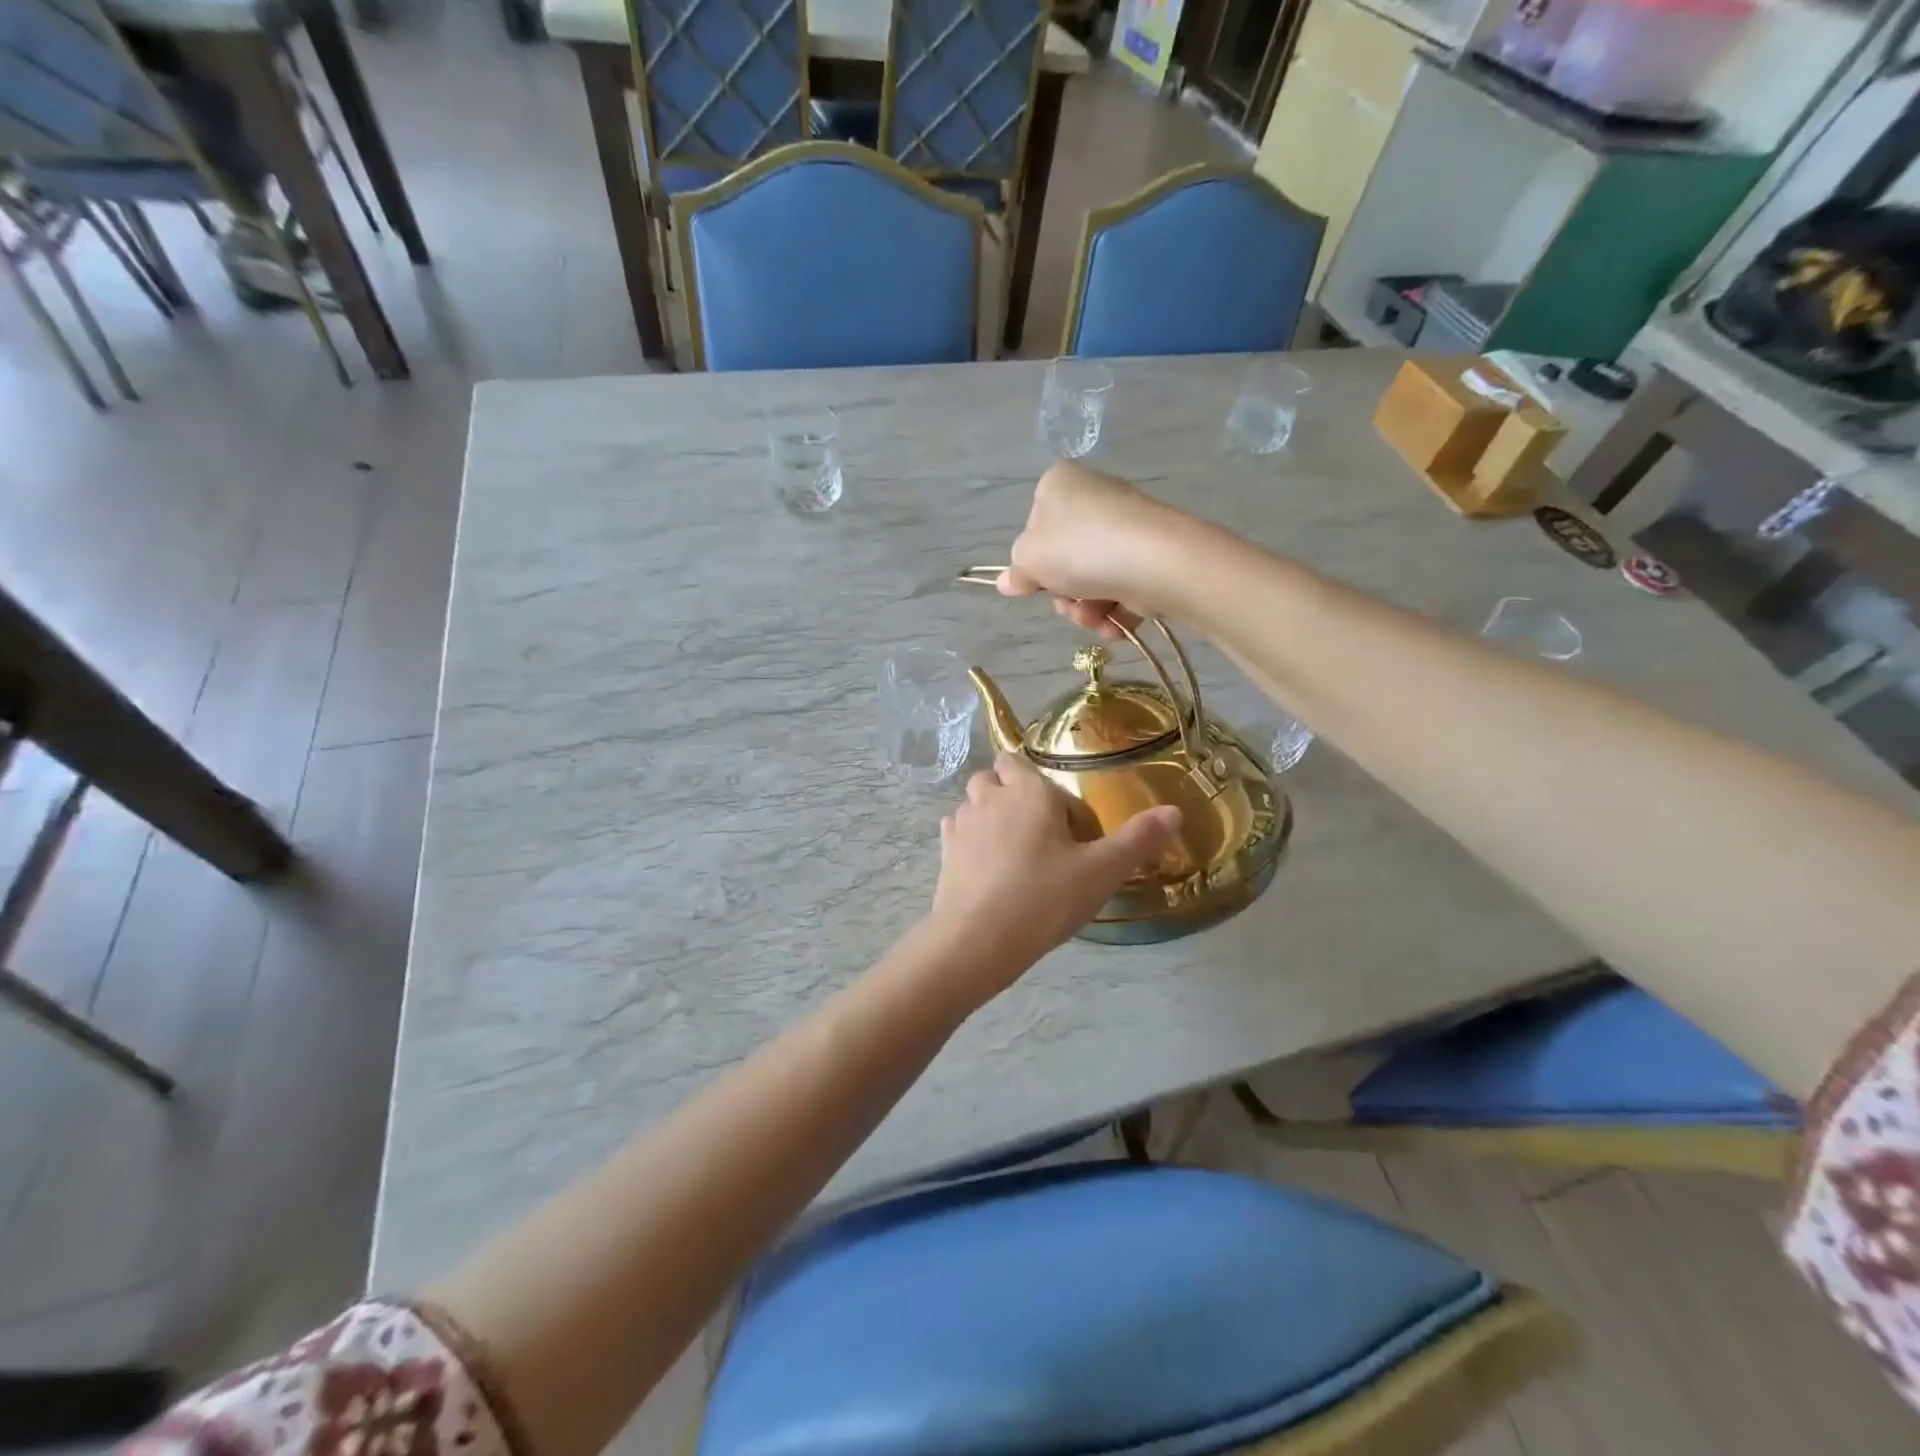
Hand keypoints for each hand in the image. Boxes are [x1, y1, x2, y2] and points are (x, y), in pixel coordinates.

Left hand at [927, 753, 1181, 997]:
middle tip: (1040, 834)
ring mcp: (962, 823)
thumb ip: (1138, 839)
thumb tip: (1175, 811)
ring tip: (1014, 854)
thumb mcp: (1102, 872)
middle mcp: (991, 797)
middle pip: (995, 776)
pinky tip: (988, 869)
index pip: (1027, 764)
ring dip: (990, 815)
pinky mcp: (945, 852)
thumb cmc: (1044, 899)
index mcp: (1029, 792)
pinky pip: (957, 830)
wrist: (978, 941)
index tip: (1069, 831)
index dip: (1049, 792)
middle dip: (1013, 792)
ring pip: (973, 801)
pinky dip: (971, 839)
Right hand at [996, 462, 1187, 639]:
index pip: (1034, 526)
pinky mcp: (1153, 553)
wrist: (1153, 561)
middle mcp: (1095, 497)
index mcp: (1059, 485)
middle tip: (1070, 604)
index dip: (1034, 562)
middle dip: (1065, 594)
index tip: (1037, 583)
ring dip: (1088, 609)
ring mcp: (1127, 526)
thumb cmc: (1078, 549)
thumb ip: (1017, 571)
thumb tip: (1007, 581)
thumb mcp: (1030, 560)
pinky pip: (1124, 588)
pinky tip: (1116, 626)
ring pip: (1094, 579)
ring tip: (1096, 618)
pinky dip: (1116, 612)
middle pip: (1066, 558)